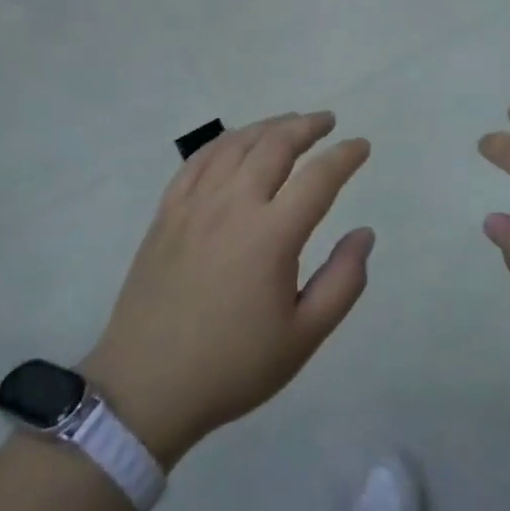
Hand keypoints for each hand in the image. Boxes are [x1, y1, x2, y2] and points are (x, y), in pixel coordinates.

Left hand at [82, 112, 372, 466]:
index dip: (345, 156)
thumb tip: (364, 234)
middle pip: (276, 144)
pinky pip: (198, 159)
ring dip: (269, 126)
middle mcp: (234, 205)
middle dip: (307, 126)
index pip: (319, 178)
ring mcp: (195, 204)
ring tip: (289, 123)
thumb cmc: (232, 366)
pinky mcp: (167, 212)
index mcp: (272, 235)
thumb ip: (343, 282)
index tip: (361, 146)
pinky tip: (236, 142)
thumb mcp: (302, 338)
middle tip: (327, 122)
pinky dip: (225, 141)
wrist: (145, 388)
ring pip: (237, 143)